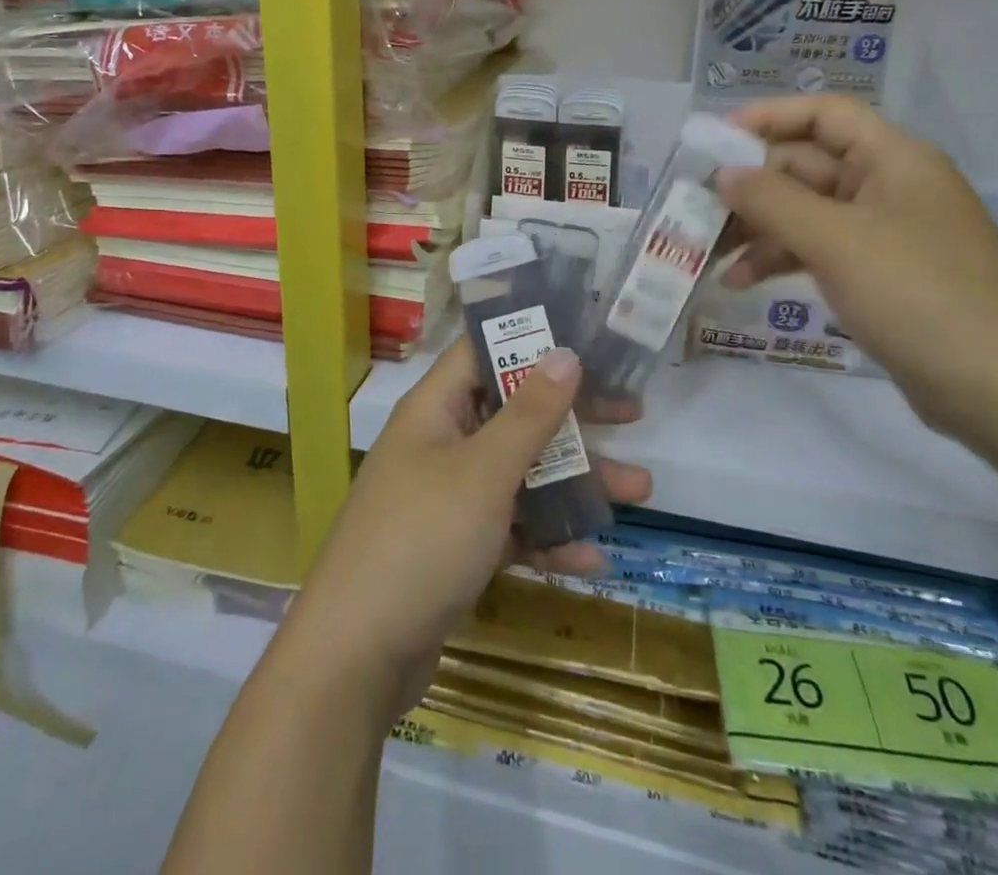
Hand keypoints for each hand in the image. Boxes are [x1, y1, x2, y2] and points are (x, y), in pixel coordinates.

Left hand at [283, 340, 650, 720]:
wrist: (357, 656)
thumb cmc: (423, 539)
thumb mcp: (484, 471)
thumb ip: (529, 414)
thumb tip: (565, 352)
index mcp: (435, 409)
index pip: (483, 352)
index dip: (531, 340)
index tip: (588, 341)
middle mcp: (441, 444)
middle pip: (513, 414)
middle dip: (572, 418)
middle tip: (631, 414)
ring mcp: (448, 498)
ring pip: (520, 473)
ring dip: (574, 481)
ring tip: (639, 490)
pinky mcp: (456, 547)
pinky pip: (511, 527)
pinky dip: (547, 537)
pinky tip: (591, 558)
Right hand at [715, 95, 997, 432]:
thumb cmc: (919, 296)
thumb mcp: (836, 241)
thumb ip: (772, 200)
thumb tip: (724, 174)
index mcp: (894, 159)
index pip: (824, 115)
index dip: (769, 118)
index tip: (716, 142)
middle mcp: (890, 186)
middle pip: (807, 166)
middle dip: (751, 187)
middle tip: (697, 208)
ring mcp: (886, 233)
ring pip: (807, 212)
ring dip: (758, 228)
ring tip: (708, 252)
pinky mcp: (881, 275)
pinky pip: (819, 249)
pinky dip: (780, 259)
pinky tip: (741, 281)